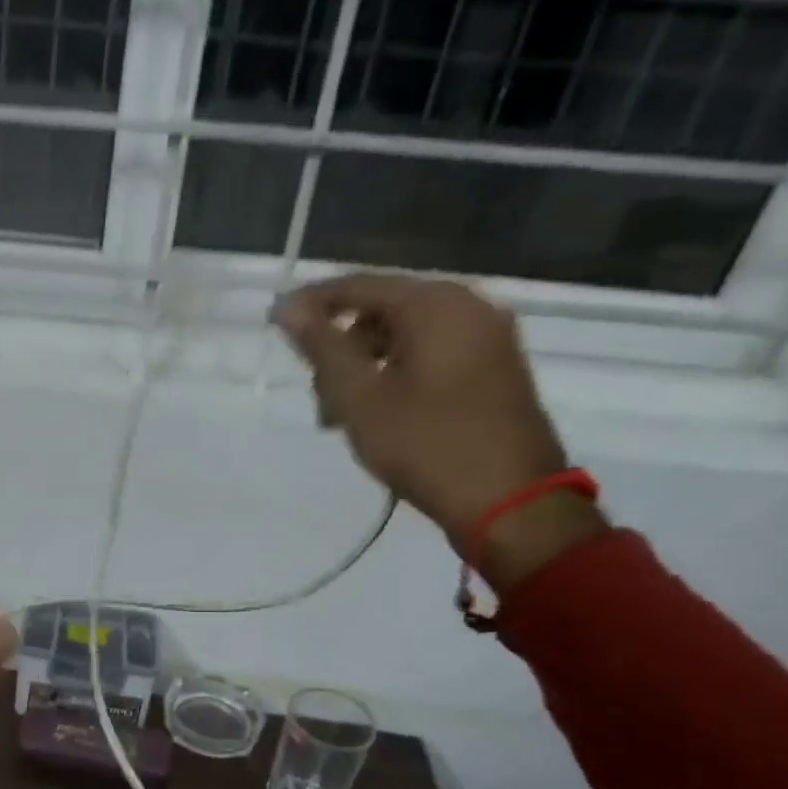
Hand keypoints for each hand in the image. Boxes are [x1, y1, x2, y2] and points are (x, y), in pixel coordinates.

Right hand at [274, 275, 605, 586]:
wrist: (512, 502)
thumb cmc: (426, 444)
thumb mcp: (359, 397)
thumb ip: (321, 347)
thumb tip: (287, 307)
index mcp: (435, 305)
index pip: (358, 286)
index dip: (311, 303)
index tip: (274, 324)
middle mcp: (468, 307)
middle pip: (383, 311)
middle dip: (340, 348)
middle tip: (317, 397)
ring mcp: (489, 338)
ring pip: (406, 336)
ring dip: (365, 367)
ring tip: (344, 417)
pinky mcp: (496, 369)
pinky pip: (433, 354)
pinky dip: (397, 374)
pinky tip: (381, 415)